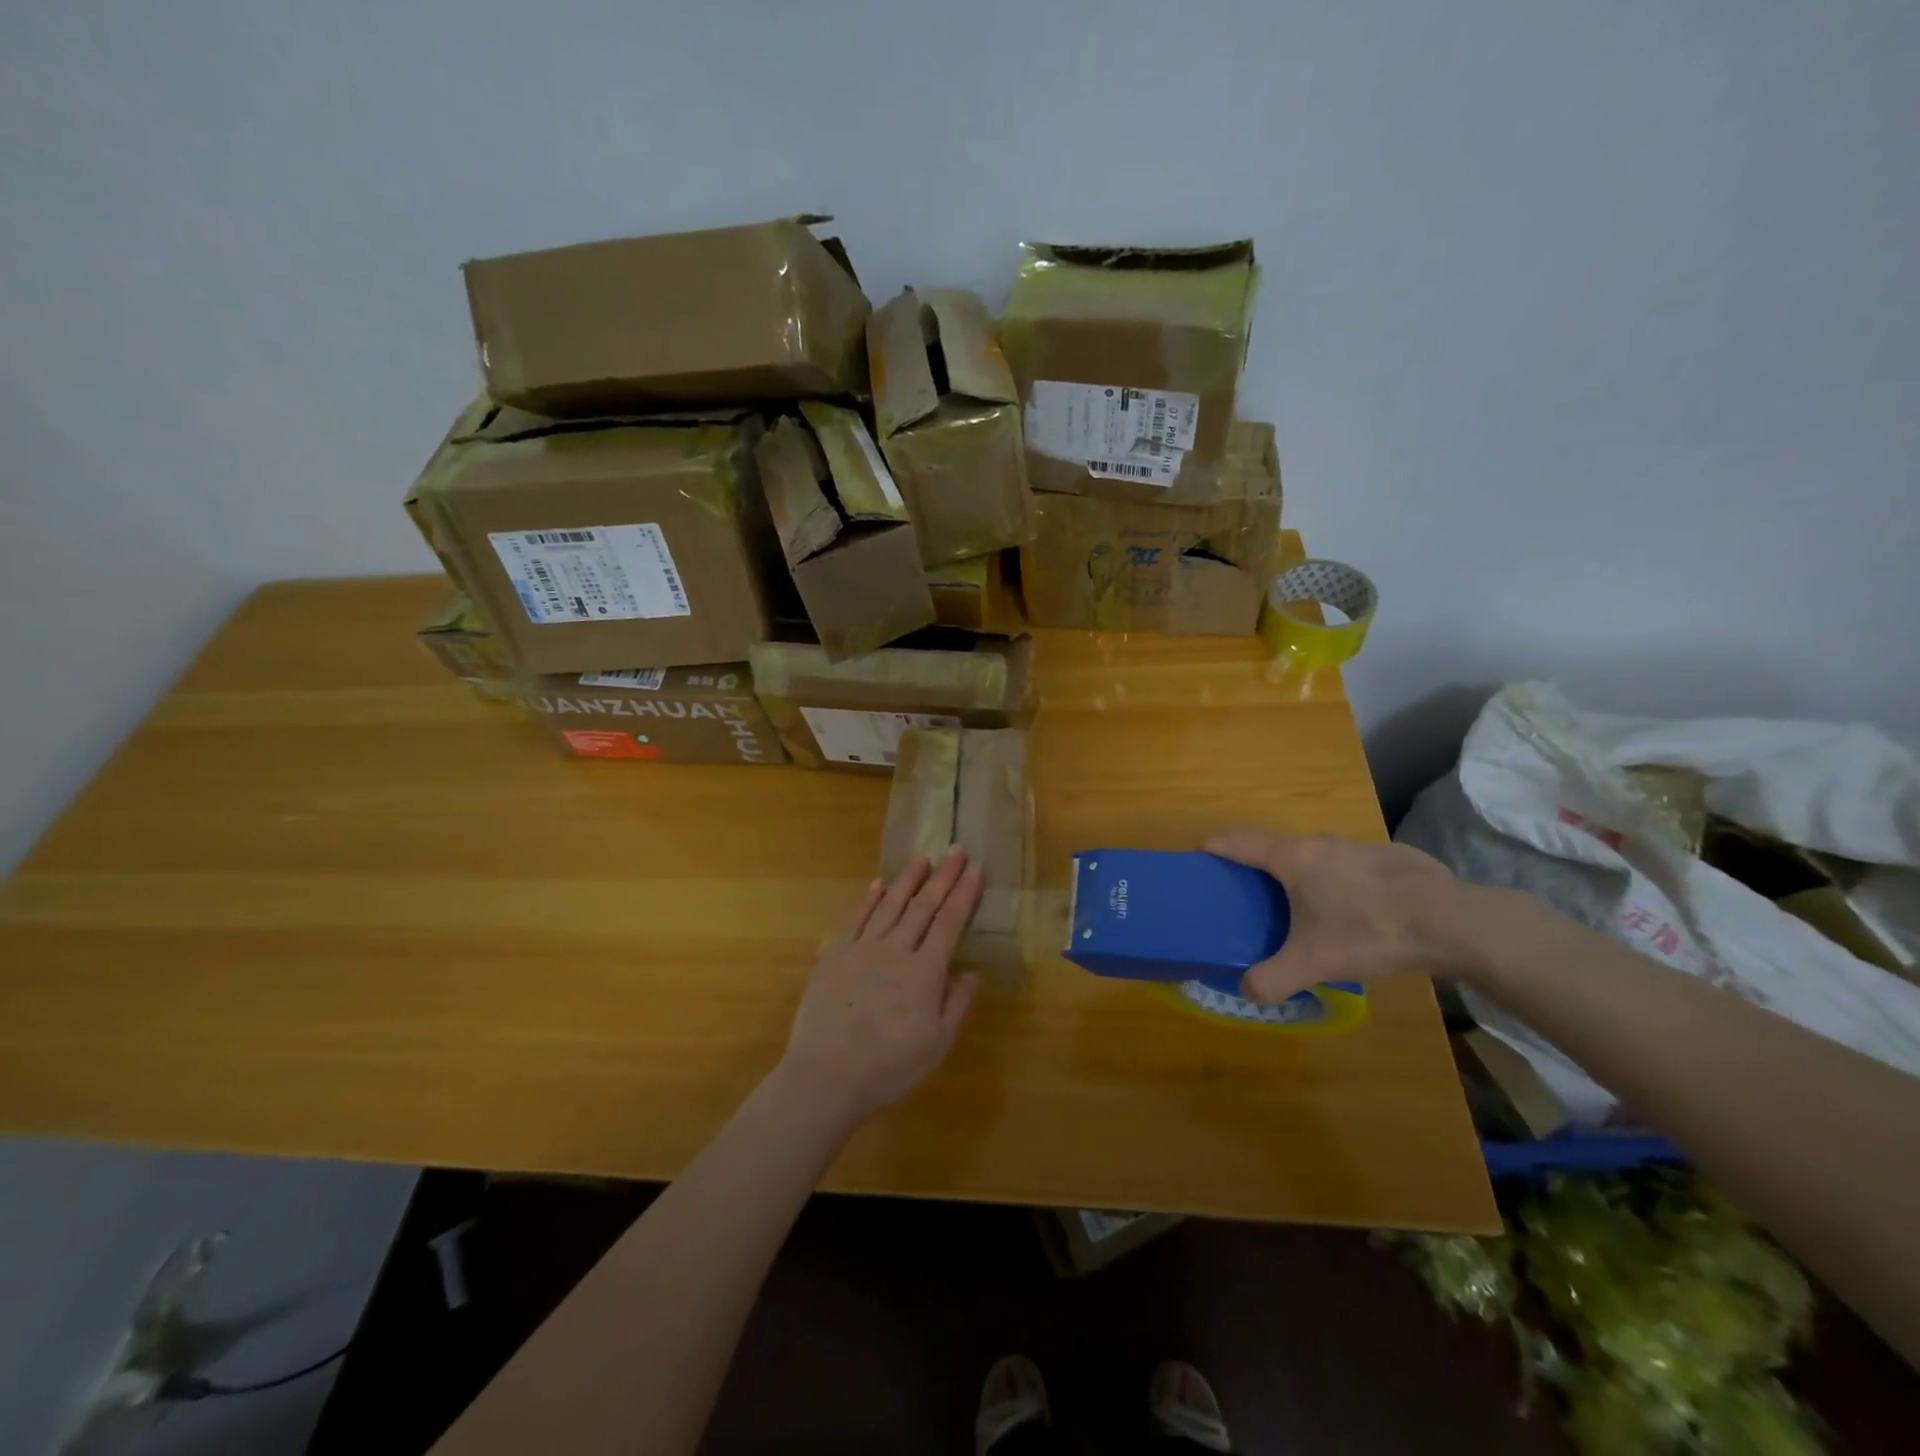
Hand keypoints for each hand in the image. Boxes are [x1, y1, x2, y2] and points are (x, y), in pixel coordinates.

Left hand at [778, 847, 983, 1125]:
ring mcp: (862, 949)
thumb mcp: (936, 1044)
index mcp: (925, 971)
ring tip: (922, 857)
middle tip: (956, 850)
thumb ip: (957, 1004)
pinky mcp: (835, 955)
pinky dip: (869, 899)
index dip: (964, 895)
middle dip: (942, 877)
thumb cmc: (889, 1067)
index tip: (975, 869)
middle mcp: (896, 950)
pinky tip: (878, 884)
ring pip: (890, 905)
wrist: (826, 1075)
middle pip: (923, 907)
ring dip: (907, 879)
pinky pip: (856, 919)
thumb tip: (971, 972)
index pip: (949, 923)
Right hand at [1204, 830, 1470, 1003]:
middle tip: (1251, 891)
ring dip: (1305, 872)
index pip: (1240, 842)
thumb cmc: (1369, 930)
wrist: (1452, 921)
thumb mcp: (1314, 963)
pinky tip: (1359, 910)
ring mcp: (1359, 846)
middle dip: (1259, 864)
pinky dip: (1343, 880)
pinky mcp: (1393, 857)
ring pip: (1319, 855)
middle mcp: (1321, 842)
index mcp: (1293, 858)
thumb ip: (1273, 979)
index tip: (1199, 854)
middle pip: (1277, 846)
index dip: (1216, 846)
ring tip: (1306, 904)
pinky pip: (1353, 865)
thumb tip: (1246, 991)